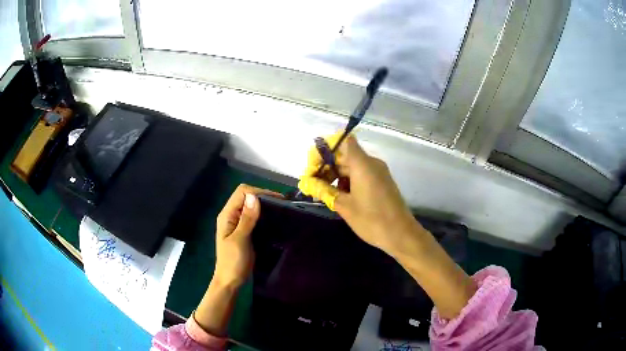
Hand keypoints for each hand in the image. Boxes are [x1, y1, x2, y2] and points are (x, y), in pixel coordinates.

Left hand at [195, 184, 280, 335]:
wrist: (230, 281)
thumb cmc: (233, 262)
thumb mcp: (240, 240)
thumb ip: (246, 219)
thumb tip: (254, 196)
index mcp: (227, 215)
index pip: (242, 193)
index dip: (258, 192)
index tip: (277, 200)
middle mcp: (231, 215)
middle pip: (246, 196)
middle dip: (263, 196)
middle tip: (282, 204)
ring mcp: (237, 223)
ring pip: (250, 206)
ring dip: (264, 205)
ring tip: (281, 209)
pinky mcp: (244, 231)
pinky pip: (253, 216)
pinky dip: (263, 214)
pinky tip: (273, 219)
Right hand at [298, 132, 423, 255]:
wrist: (401, 234)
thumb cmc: (371, 219)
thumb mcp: (344, 206)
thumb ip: (325, 191)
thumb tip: (309, 183)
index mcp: (362, 164)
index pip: (344, 142)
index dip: (327, 149)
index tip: (315, 165)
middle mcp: (372, 163)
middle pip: (346, 155)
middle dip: (328, 167)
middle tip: (313, 183)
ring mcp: (379, 173)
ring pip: (353, 166)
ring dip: (337, 176)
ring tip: (324, 193)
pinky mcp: (382, 182)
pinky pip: (362, 175)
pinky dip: (349, 181)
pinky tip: (340, 196)